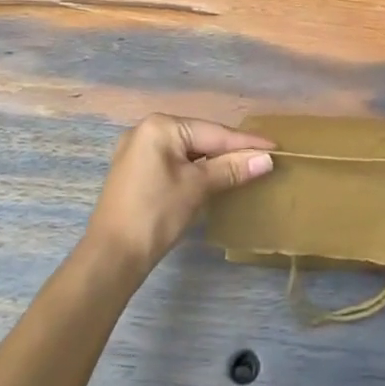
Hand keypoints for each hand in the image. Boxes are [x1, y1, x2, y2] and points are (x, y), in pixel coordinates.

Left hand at [84, 114, 275, 275]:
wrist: (109, 259)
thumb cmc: (155, 215)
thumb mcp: (197, 188)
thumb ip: (231, 169)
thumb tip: (266, 159)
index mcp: (161, 126)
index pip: (213, 132)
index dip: (245, 143)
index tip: (274, 146)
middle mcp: (146, 130)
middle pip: (200, 138)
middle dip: (230, 150)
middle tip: (262, 157)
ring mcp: (137, 151)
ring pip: (187, 151)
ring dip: (213, 161)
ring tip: (243, 166)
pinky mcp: (134, 172)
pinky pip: (173, 162)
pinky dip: (194, 169)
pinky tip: (212, 177)